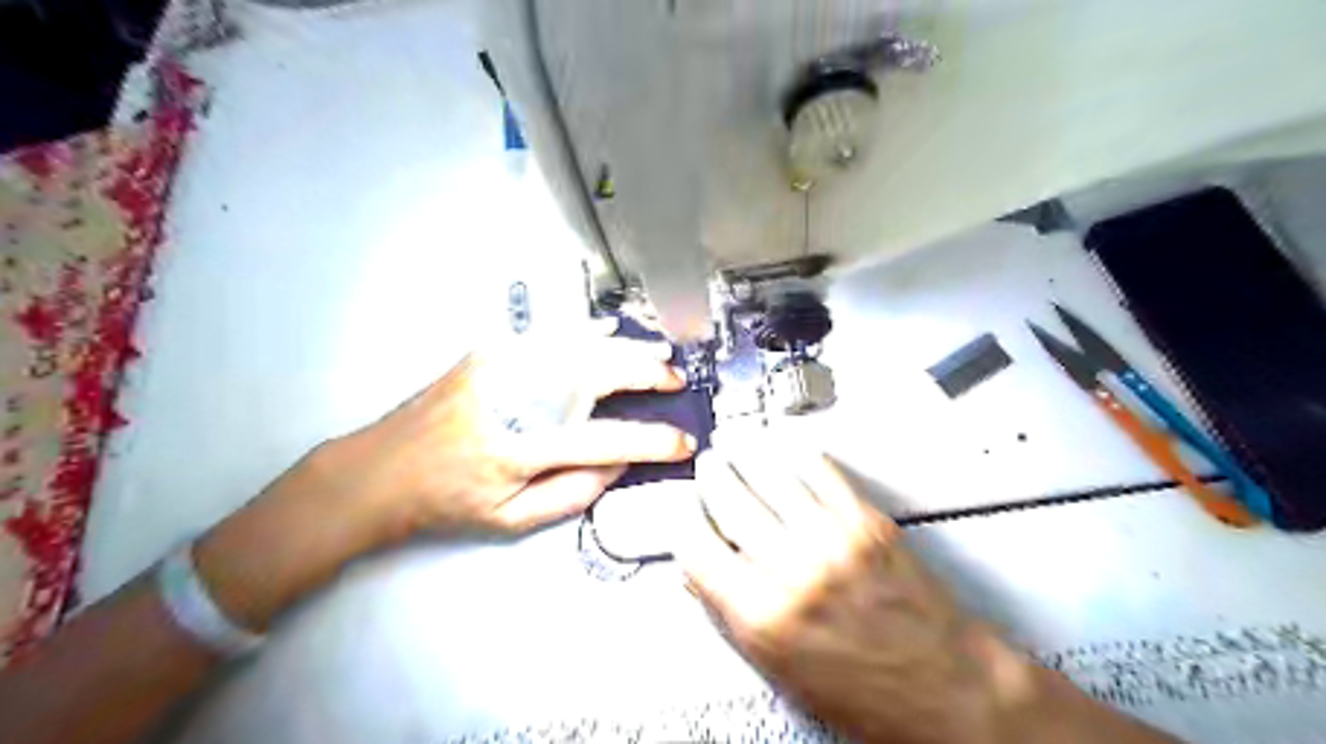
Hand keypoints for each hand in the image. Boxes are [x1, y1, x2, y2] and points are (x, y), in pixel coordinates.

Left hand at [320, 322, 697, 541]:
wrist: (383, 469)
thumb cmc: (450, 502)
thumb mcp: (512, 520)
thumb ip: (574, 493)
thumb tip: (621, 462)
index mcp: (522, 450)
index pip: (604, 441)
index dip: (652, 441)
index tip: (683, 442)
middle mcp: (514, 400)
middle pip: (595, 375)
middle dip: (645, 374)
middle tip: (675, 379)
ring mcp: (500, 367)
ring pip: (578, 347)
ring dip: (624, 347)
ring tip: (657, 353)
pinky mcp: (488, 351)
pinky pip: (548, 334)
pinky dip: (585, 331)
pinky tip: (609, 331)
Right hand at [676, 444, 1173, 743]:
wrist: (951, 692)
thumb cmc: (871, 696)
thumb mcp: (783, 673)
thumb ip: (734, 619)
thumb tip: (704, 579)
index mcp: (765, 617)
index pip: (699, 551)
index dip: (686, 525)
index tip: (686, 513)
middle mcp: (795, 572)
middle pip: (732, 503)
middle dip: (713, 478)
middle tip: (708, 466)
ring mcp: (834, 540)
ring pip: (773, 479)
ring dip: (748, 458)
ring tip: (738, 448)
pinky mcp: (868, 524)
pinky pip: (823, 476)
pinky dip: (800, 459)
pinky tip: (789, 453)